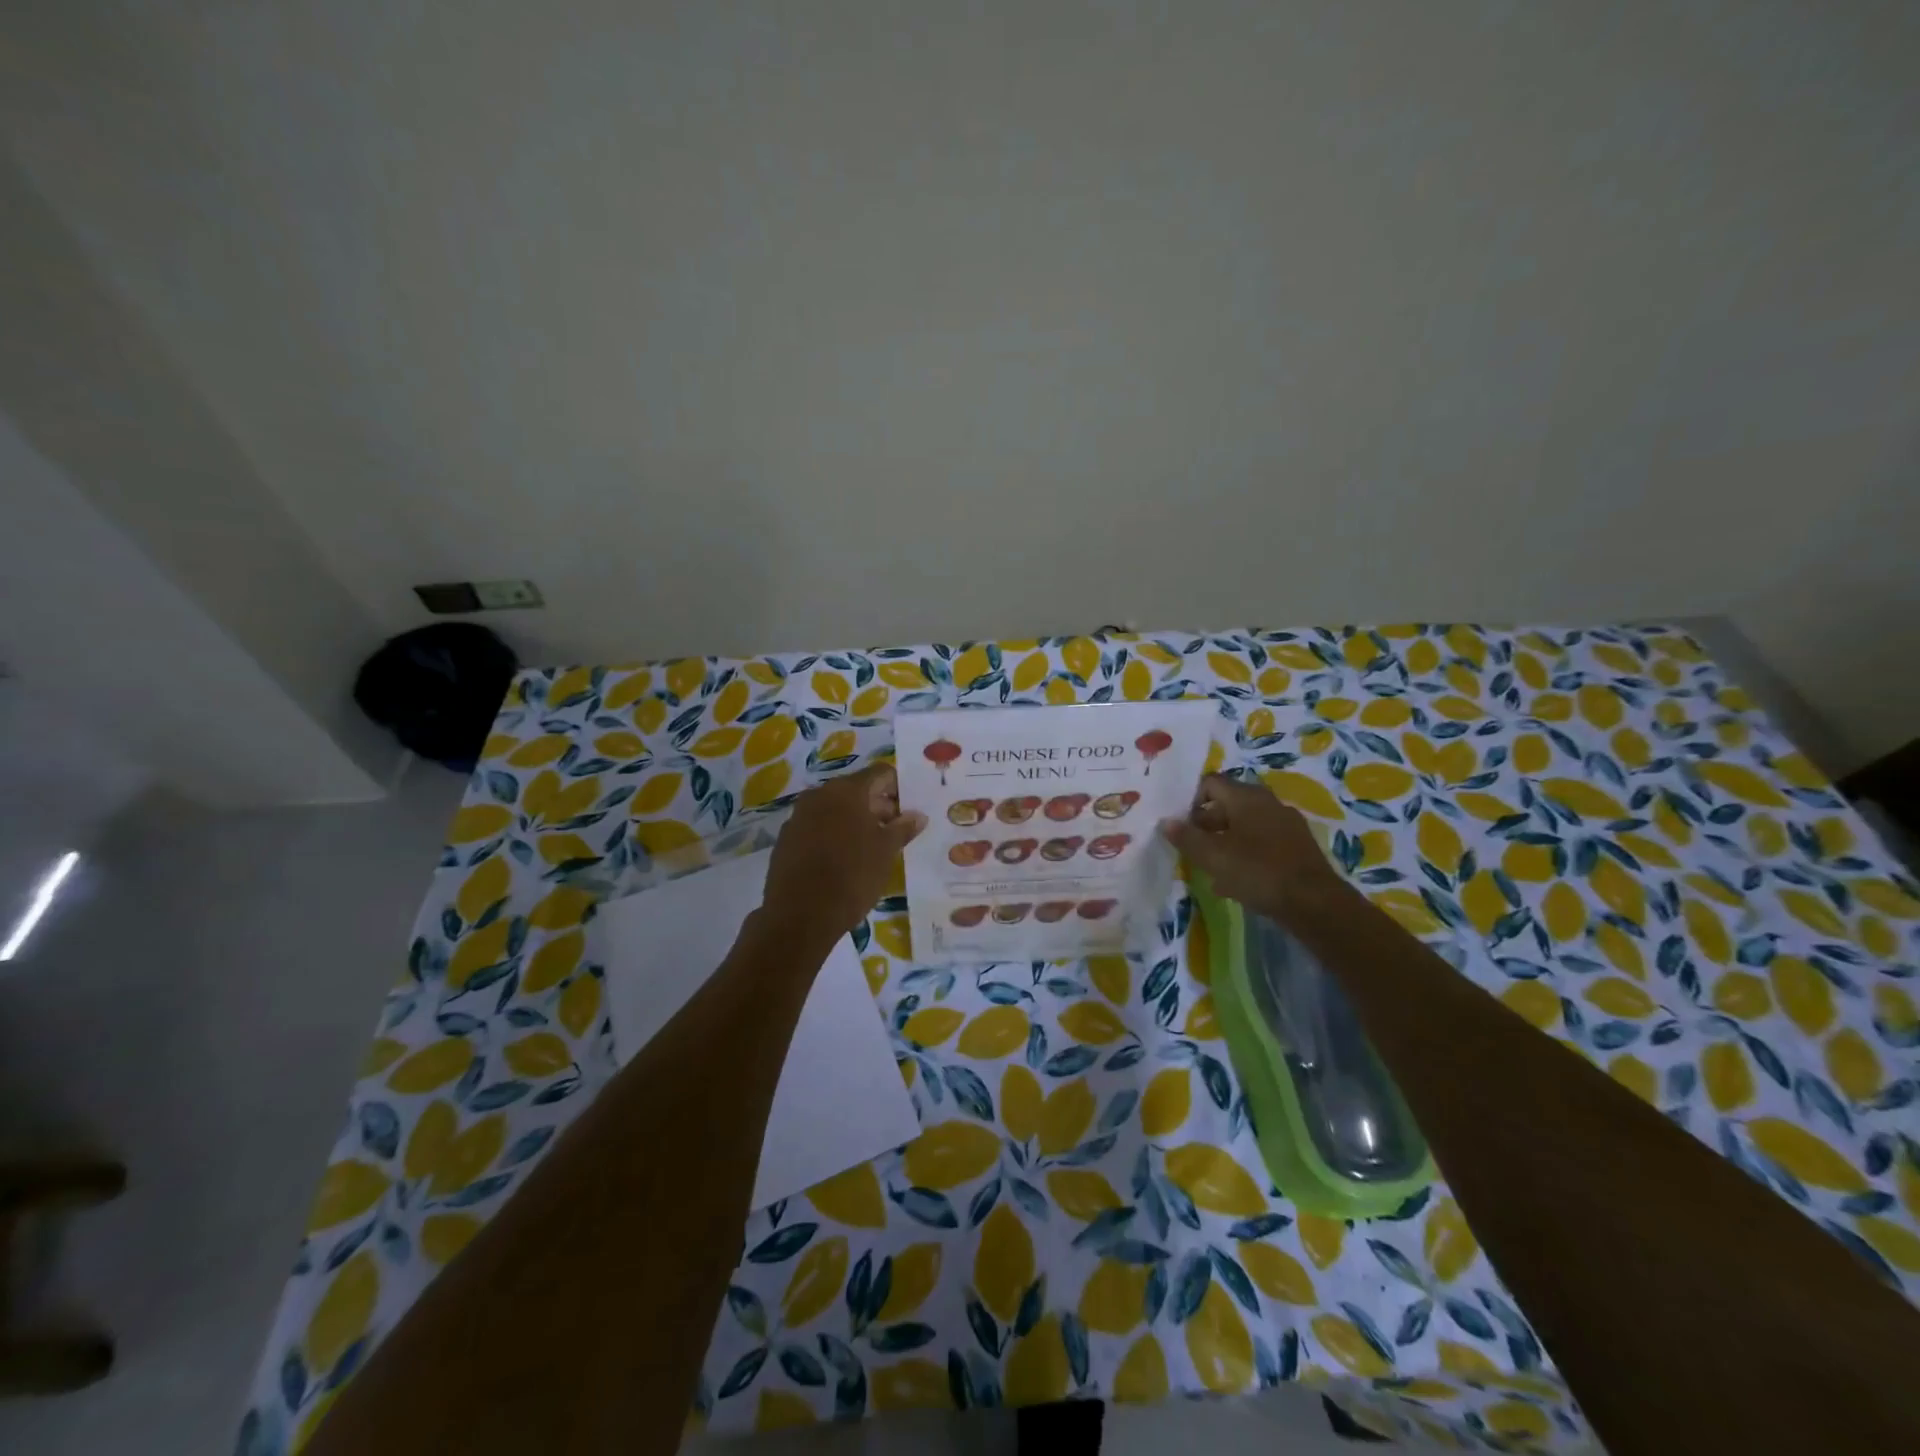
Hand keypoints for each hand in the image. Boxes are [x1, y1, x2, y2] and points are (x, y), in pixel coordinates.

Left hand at [761, 762, 926, 949]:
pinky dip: (834, 834)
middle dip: (879, 806)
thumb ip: (903, 828)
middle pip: (857, 790)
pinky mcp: (786, 839)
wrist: (800, 915)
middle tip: (896, 831)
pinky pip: (817, 827)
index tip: (910, 810)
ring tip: (872, 848)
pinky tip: (843, 859)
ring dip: (855, 821)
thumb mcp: (886, 852)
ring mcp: (799, 816)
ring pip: (835, 809)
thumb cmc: (852, 876)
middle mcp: (819, 794)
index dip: (899, 788)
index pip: (880, 773)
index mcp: (847, 790)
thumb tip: (917, 815)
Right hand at [1160, 773, 1348, 924]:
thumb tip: (1166, 822)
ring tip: (1210, 868)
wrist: (1315, 903)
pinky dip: (1244, 854)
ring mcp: (1286, 824)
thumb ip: (1187, 838)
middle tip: (1191, 848)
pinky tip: (1235, 882)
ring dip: (1224, 842)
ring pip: (1244, 826)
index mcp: (1246, 797)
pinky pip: (1261, 843)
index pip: (1210, 783)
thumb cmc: (1258, 871)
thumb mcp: (1213, 856)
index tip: (1180, 825)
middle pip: (1227, 804)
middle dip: (1205, 824)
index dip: (1190, 800)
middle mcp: (1267, 803)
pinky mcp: (1297, 847)